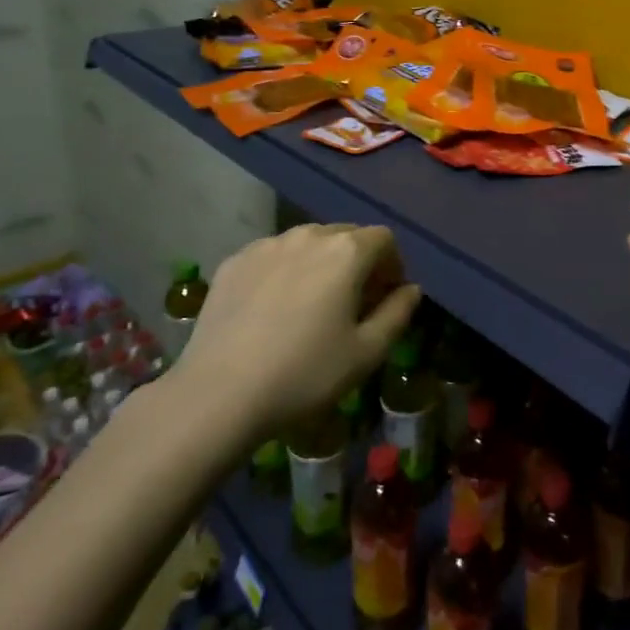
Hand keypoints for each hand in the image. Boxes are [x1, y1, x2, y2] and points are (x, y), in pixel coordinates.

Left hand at [174, 224, 419, 442]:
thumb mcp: (366, 353)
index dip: (392, 265)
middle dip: (359, 261)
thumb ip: (397, 313)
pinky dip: (285, 270)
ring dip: (321, 263)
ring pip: (308, 242)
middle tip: (353, 303)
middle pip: (346, 235)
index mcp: (346, 252)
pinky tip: (273, 309)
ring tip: (312, 304)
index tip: (385, 298)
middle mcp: (308, 235)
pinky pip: (273, 255)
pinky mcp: (234, 260)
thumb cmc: (305, 374)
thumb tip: (411, 289)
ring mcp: (266, 244)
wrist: (219, 393)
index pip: (384, 239)